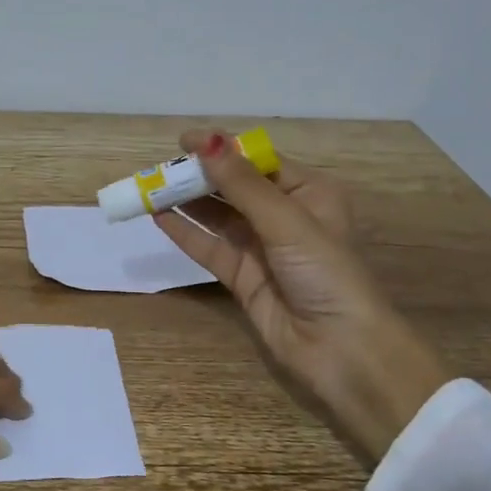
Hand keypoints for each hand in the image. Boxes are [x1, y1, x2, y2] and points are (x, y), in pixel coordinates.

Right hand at [155, 130, 449, 463]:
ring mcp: (261, 248)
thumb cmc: (326, 274)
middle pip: (234, 187)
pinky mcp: (243, 277)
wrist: (341, 350)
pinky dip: (185, 232)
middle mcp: (285, 216)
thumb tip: (206, 142)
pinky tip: (158, 217)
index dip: (221, 149)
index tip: (182, 141)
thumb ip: (242, 184)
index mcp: (309, 193)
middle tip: (160, 168)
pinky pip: (209, 247)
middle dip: (198, 176)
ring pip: (217, 216)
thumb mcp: (287, 221)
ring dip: (187, 202)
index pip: (258, 162)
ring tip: (150, 188)